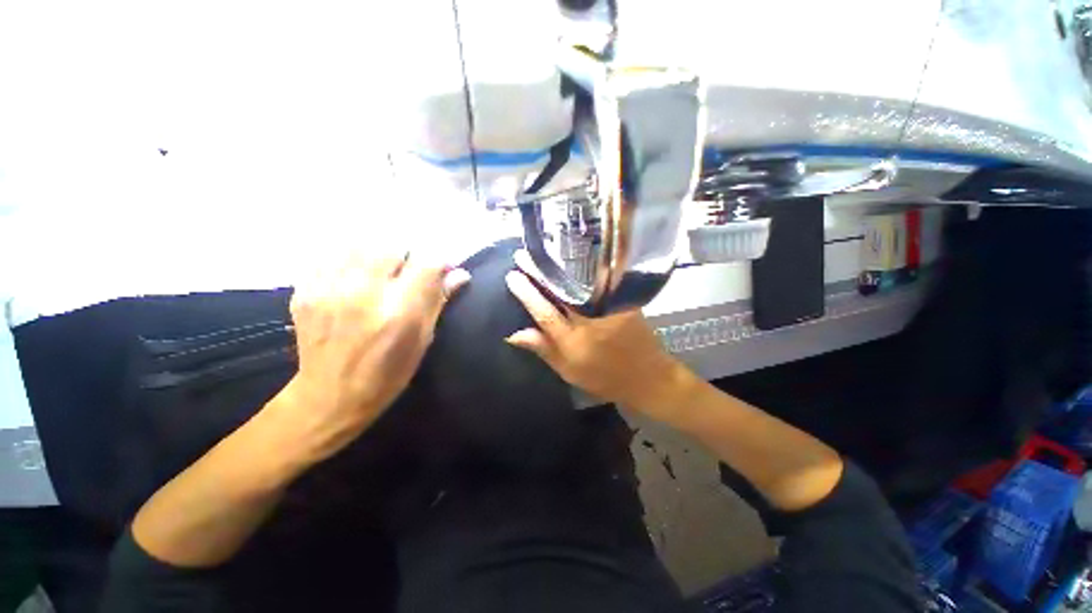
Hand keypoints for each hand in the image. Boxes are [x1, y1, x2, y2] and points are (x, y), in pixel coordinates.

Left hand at [275, 253, 470, 460]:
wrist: (329, 396)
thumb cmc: (388, 374)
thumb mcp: (423, 341)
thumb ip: (439, 301)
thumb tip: (460, 274)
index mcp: (399, 312)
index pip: (427, 262)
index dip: (440, 260)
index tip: (444, 267)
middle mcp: (364, 294)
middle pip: (393, 243)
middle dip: (409, 253)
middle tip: (410, 269)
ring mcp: (329, 289)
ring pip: (361, 242)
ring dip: (380, 250)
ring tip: (383, 268)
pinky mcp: (305, 290)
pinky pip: (332, 253)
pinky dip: (351, 256)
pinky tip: (356, 274)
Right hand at [504, 258, 696, 421]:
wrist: (648, 377)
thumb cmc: (605, 378)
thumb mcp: (569, 371)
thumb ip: (543, 350)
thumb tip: (513, 335)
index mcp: (573, 342)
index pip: (544, 312)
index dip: (527, 294)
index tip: (512, 276)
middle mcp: (589, 322)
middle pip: (560, 291)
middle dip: (540, 272)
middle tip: (523, 255)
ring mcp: (608, 309)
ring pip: (580, 283)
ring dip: (560, 266)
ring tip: (544, 252)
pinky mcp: (623, 302)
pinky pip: (600, 282)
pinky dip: (585, 269)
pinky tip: (574, 258)